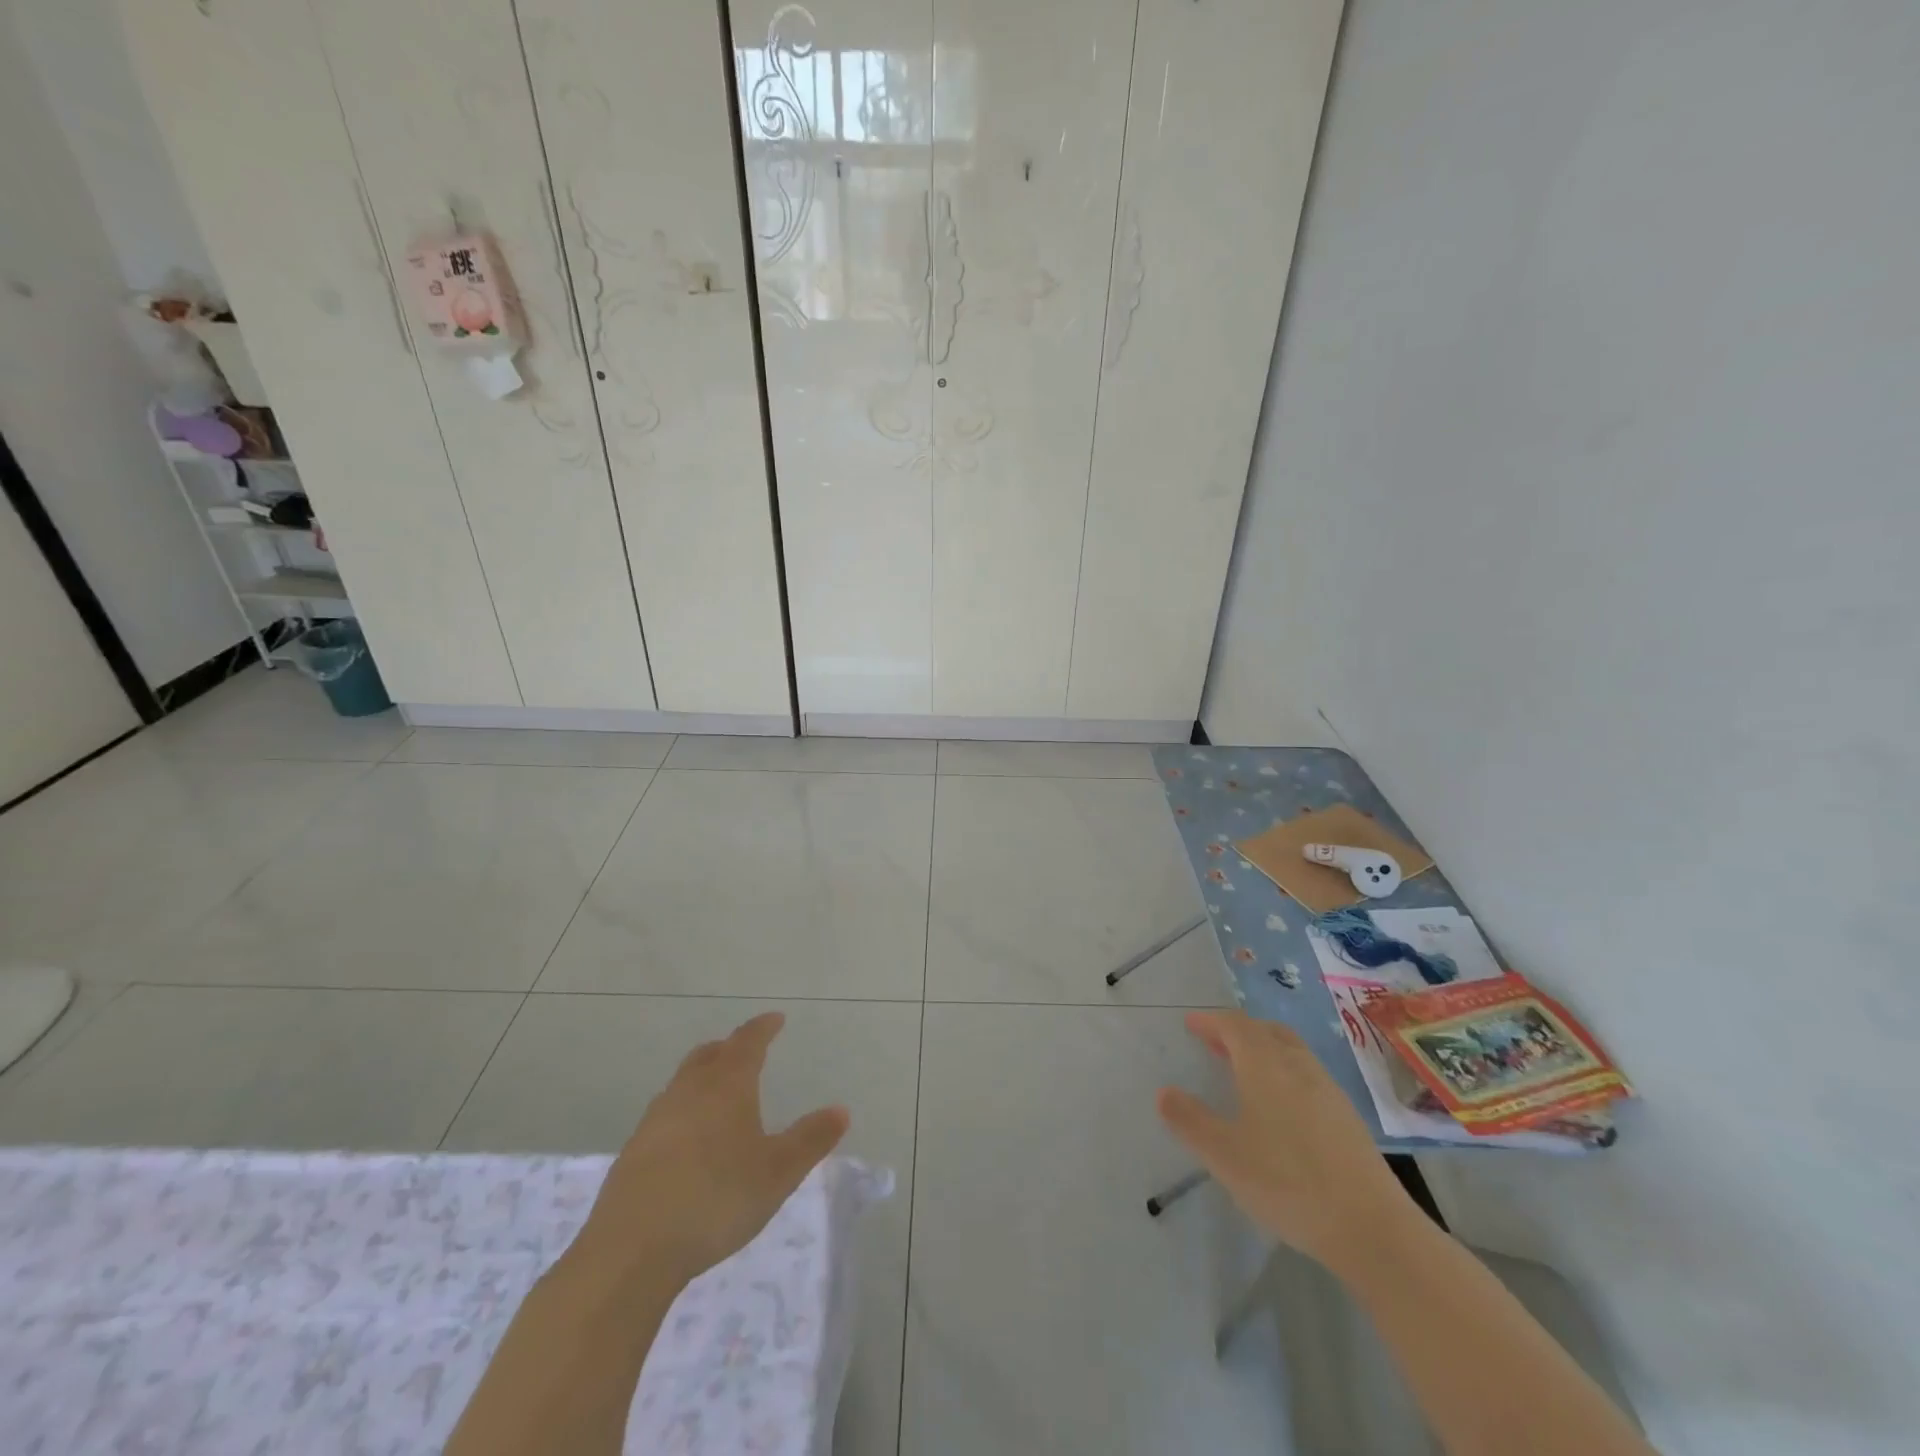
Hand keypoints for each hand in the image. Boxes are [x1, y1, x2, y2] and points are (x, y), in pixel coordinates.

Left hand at [571, 1012, 849, 1287]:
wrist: (631, 1250)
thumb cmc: (716, 1199)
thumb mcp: (777, 1173)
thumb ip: (810, 1140)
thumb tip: (841, 1110)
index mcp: (727, 1086)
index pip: (747, 1043)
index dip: (763, 1028)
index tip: (775, 1019)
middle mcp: (689, 1092)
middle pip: (708, 1056)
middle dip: (728, 1048)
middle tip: (744, 1049)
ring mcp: (656, 1121)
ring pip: (682, 1083)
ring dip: (702, 1077)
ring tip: (717, 1092)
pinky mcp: (633, 1153)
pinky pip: (665, 1115)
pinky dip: (682, 1111)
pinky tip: (687, 1140)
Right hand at [1157, 1010, 1414, 1272]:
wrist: (1371, 1227)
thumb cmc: (1287, 1182)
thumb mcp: (1224, 1155)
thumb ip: (1190, 1120)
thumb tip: (1164, 1092)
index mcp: (1264, 1065)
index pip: (1234, 1026)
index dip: (1211, 1021)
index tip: (1191, 1024)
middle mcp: (1297, 1066)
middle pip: (1266, 1031)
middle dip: (1238, 1031)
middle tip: (1216, 1043)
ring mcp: (1328, 1090)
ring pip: (1291, 1051)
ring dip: (1264, 1049)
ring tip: (1245, 1070)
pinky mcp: (1347, 1118)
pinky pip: (1308, 1075)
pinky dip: (1285, 1072)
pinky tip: (1281, 1106)